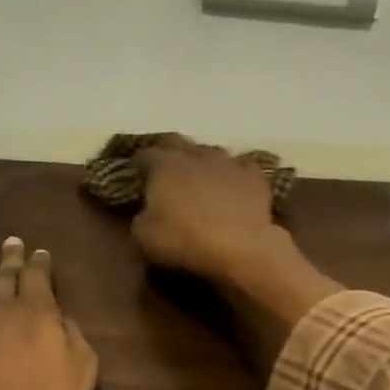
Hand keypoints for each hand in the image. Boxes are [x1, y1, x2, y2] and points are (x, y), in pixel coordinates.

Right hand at [130, 135, 286, 283]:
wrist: (240, 247)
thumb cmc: (185, 240)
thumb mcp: (144, 236)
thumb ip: (140, 217)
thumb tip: (146, 212)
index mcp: (165, 165)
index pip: (145, 154)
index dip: (137, 162)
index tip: (134, 171)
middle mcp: (196, 155)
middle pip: (177, 143)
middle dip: (167, 151)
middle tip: (163, 165)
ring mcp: (228, 162)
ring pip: (211, 152)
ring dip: (202, 161)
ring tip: (200, 174)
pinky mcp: (254, 177)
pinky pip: (242, 167)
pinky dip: (234, 173)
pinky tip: (234, 183)